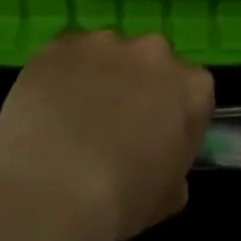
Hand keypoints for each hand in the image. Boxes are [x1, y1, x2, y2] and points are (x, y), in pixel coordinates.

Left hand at [0, 30, 214, 240]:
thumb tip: (159, 161)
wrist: (53, 186)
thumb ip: (174, 168)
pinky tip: (48, 103)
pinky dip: (62, 71)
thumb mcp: (169, 196)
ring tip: (73, 114)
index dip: (172, 115)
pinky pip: (68, 52)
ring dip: (99, 75)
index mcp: (192, 88)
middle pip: (151, 63)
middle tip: (113, 123)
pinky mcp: (63, 42)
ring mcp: (106, 42)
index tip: (156, 137)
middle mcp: (155, 53)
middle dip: (137, 86)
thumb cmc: (122, 198)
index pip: (192, 93)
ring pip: (108, 53)